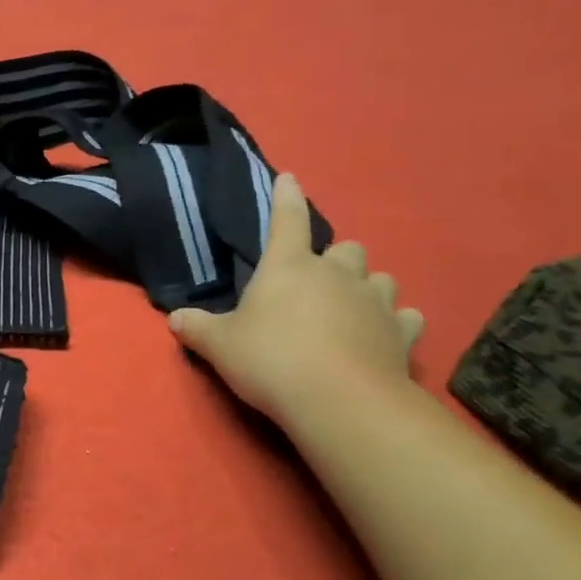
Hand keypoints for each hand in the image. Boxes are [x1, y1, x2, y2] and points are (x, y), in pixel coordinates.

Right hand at [169, 173, 422, 423]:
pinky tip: (386, 334)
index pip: (287, 220)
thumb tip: (174, 318)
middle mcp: (337, 275)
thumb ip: (197, 328)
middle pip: (346, 249)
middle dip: (334, 260)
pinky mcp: (401, 334)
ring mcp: (374, 303)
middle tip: (318, 282)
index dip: (285, 198)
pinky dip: (397, 323)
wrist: (339, 400)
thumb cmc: (271, 360)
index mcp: (289, 267)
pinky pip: (406, 318)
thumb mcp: (220, 346)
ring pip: (381, 279)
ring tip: (353, 306)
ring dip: (368, 287)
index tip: (288, 179)